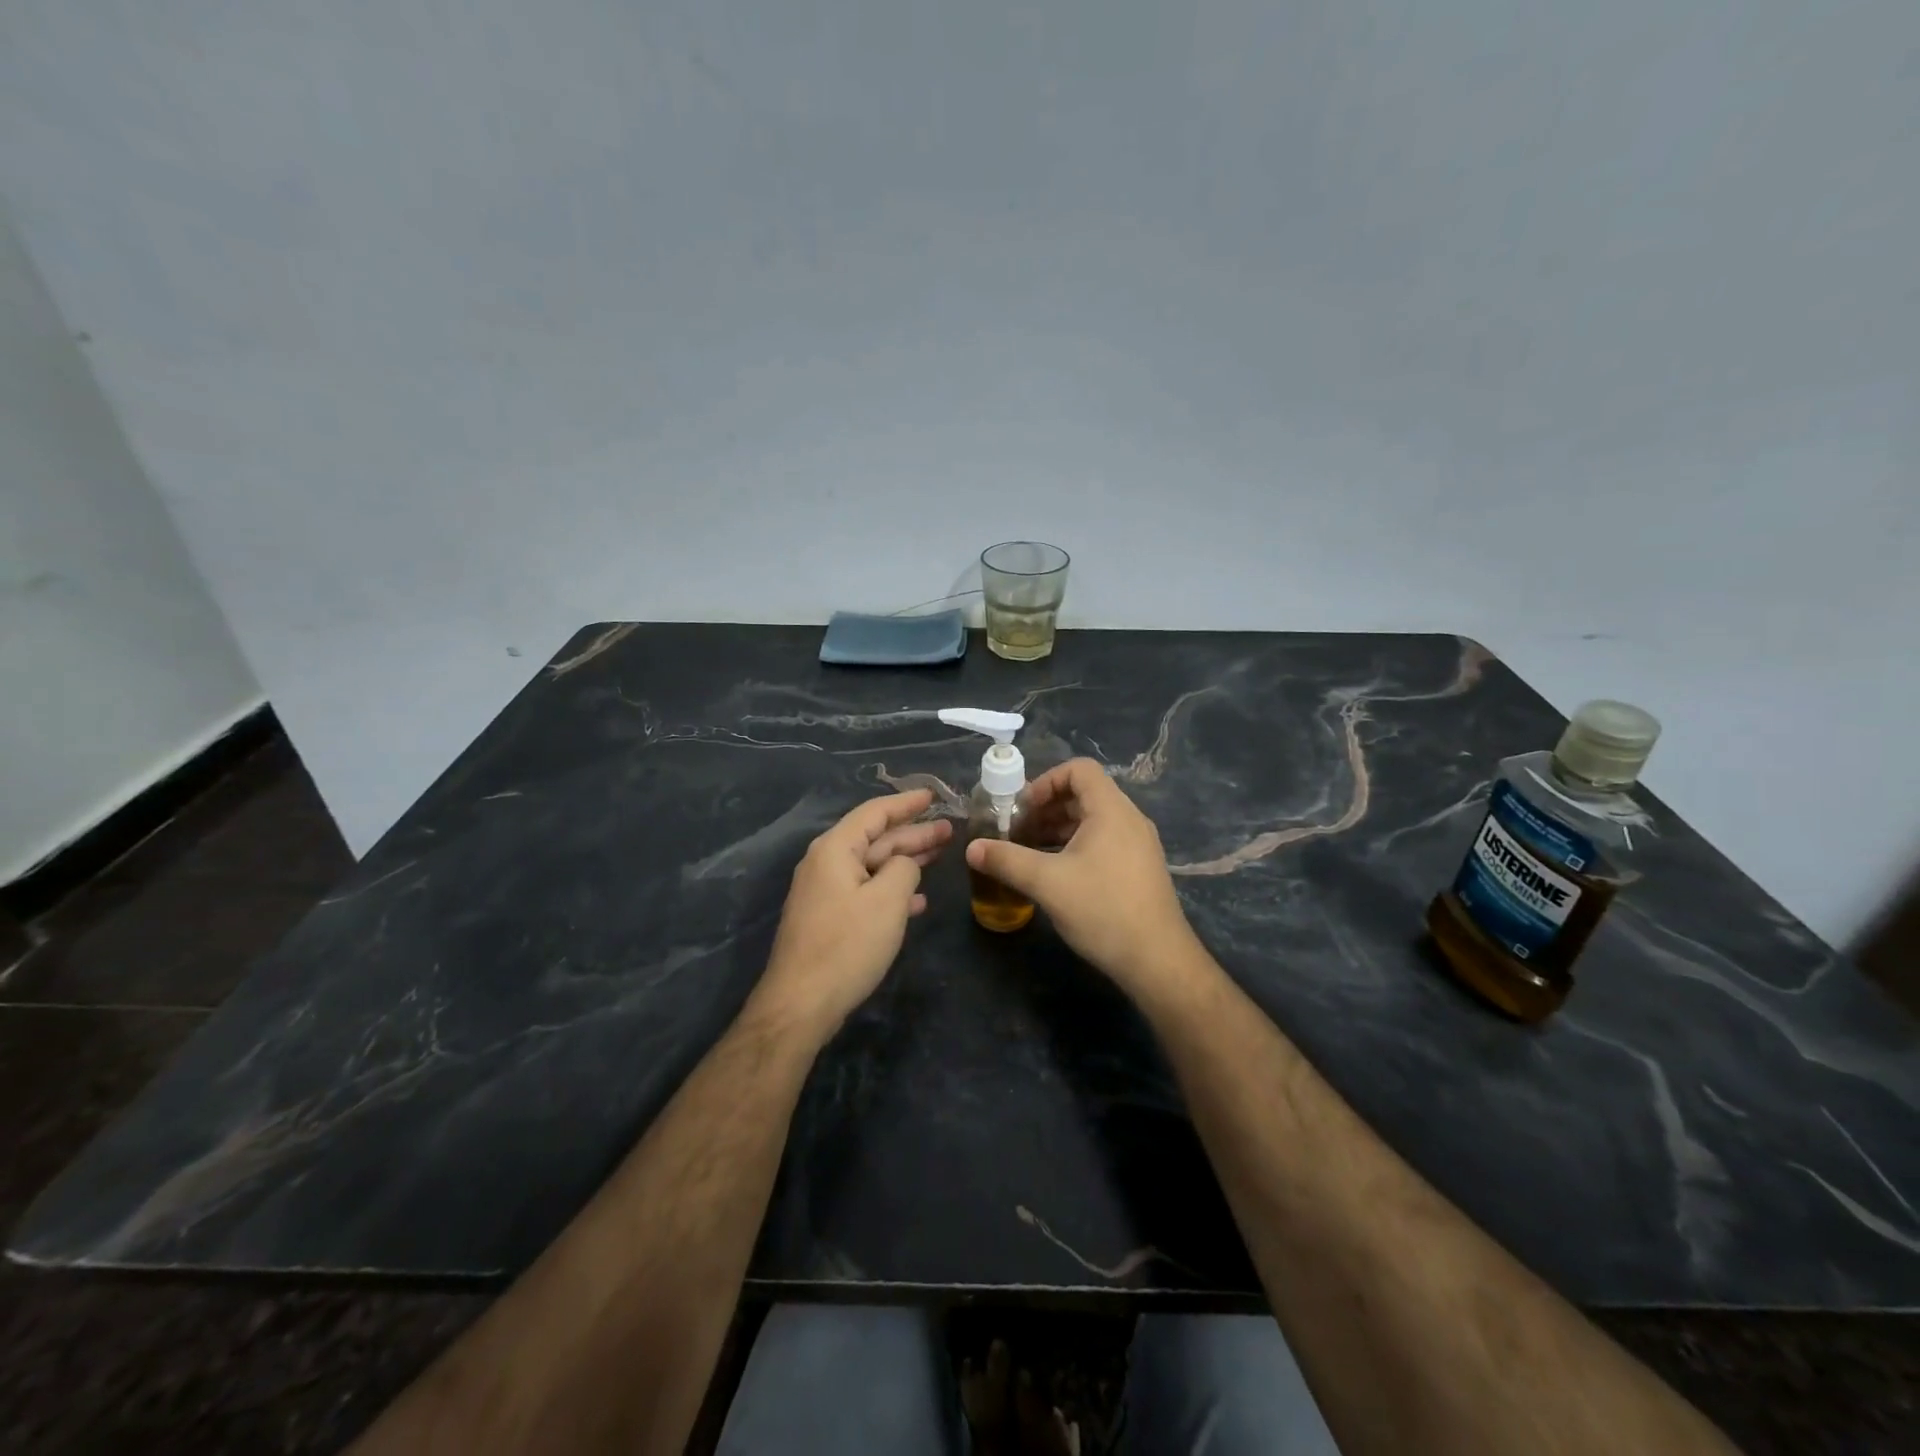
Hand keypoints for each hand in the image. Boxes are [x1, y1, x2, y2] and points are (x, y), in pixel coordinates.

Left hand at [754, 788, 951, 1036]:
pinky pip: (866, 892)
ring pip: (873, 866)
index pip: (875, 813)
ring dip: (906, 861)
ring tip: (941, 855)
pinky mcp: (829, 919)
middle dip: (913, 833)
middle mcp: (826, 863)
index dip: (907, 803)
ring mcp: (825, 892)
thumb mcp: (887, 901)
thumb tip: (904, 865)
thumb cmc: (847, 945)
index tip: (934, 796)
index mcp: (835, 849)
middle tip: (950, 830)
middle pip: (876, 839)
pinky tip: (918, 902)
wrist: (801, 1004)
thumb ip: (904, 870)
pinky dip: (892, 891)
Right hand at [964, 758, 1197, 995]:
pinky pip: (1102, 841)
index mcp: (1111, 810)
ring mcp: (1137, 845)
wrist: (1157, 961)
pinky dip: (1075, 846)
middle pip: (1083, 794)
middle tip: (1016, 831)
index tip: (1021, 808)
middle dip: (1045, 808)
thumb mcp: (1047, 883)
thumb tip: (971, 848)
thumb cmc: (1102, 910)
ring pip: (1092, 821)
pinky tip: (1054, 873)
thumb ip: (1006, 860)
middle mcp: (1129, 819)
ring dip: (1057, 829)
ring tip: (1028, 852)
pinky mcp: (1138, 868)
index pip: (1079, 770)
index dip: (1045, 781)